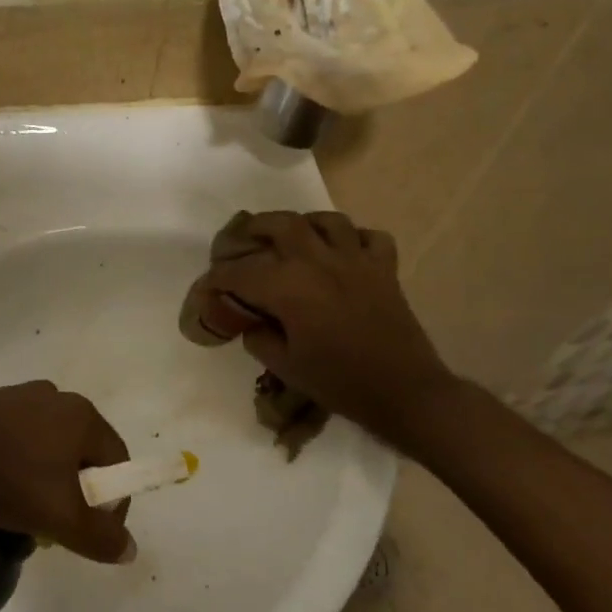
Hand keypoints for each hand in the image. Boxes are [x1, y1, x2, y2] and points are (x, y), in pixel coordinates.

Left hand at [0, 382, 135, 563]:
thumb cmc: (3, 480)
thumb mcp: (59, 517)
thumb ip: (99, 536)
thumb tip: (130, 550)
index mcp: (82, 414)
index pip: (117, 461)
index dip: (112, 502)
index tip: (89, 533)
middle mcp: (55, 396)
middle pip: (82, 453)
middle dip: (75, 493)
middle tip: (54, 525)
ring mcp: (17, 396)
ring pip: (47, 447)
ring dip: (44, 480)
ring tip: (20, 511)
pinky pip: (16, 438)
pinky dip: (15, 464)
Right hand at [184, 211, 455, 433]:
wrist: (403, 391)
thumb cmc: (338, 382)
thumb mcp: (286, 366)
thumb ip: (259, 338)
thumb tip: (253, 322)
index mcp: (289, 287)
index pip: (241, 272)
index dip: (218, 277)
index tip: (208, 285)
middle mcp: (319, 261)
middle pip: (281, 224)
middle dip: (255, 227)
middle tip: (243, 238)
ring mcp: (356, 260)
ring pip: (327, 221)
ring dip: (305, 223)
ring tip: (294, 235)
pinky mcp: (385, 269)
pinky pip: (369, 237)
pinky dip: (354, 238)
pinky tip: (344, 252)